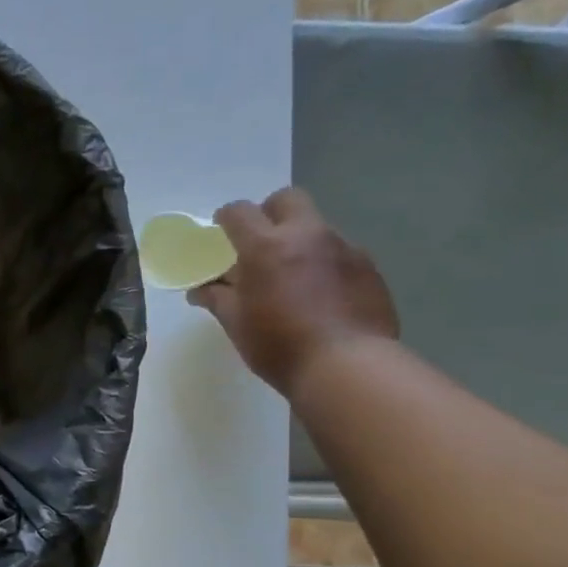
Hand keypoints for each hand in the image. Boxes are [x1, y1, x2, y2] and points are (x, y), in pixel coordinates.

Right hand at [187, 187, 398, 398]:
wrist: (347, 367)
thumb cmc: (278, 345)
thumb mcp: (236, 323)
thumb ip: (217, 298)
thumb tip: (200, 290)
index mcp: (266, 246)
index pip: (240, 212)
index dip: (226, 218)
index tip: (221, 232)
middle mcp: (307, 235)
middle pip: (287, 199)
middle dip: (270, 212)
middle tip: (260, 243)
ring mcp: (343, 248)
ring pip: (316, 227)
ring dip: (299, 241)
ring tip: (292, 278)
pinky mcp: (368, 267)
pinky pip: (339, 253)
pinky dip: (323, 264)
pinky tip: (320, 296)